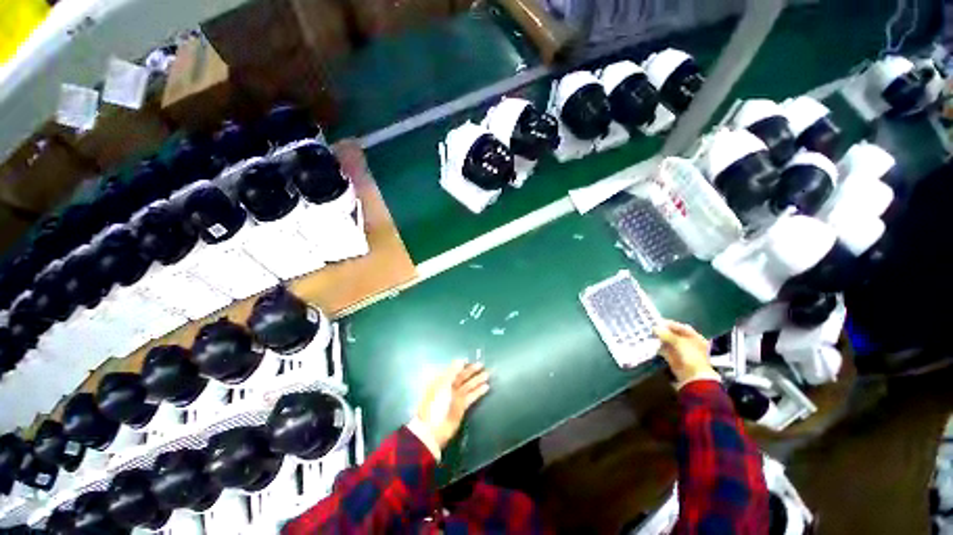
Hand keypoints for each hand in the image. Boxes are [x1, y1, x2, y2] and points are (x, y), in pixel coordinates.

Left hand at [414, 361, 489, 451]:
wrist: (433, 429)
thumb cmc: (436, 403)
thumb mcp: (443, 384)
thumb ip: (453, 371)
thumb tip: (461, 360)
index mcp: (441, 380)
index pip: (453, 369)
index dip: (461, 365)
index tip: (471, 360)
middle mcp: (448, 387)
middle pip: (462, 377)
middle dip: (471, 371)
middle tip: (482, 365)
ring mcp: (455, 397)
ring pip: (468, 386)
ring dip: (477, 380)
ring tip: (487, 375)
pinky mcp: (461, 407)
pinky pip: (471, 396)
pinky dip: (478, 391)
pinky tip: (486, 387)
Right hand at [654, 320, 717, 385]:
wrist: (693, 377)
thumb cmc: (691, 356)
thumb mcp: (679, 342)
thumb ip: (666, 334)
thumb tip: (654, 328)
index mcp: (696, 338)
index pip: (682, 328)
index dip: (670, 324)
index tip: (658, 322)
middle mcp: (689, 344)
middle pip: (674, 335)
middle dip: (663, 332)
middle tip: (652, 328)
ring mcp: (681, 352)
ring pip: (669, 342)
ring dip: (660, 339)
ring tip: (650, 334)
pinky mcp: (674, 359)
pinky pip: (665, 350)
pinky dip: (659, 347)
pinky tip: (652, 343)